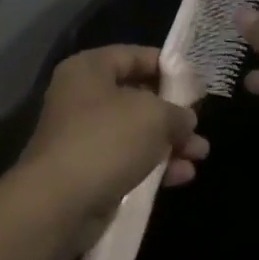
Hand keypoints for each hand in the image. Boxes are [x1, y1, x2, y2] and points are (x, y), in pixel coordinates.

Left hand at [15, 46, 208, 247]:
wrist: (58, 204)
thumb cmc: (106, 141)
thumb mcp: (154, 116)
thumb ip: (176, 112)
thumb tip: (185, 119)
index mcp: (89, 69)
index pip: (133, 56)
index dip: (167, 67)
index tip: (196, 83)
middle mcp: (82, 97)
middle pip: (136, 96)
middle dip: (172, 112)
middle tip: (199, 125)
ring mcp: (83, 136)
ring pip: (135, 132)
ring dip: (169, 142)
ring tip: (200, 154)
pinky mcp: (88, 172)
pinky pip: (127, 160)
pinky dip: (154, 165)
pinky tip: (183, 176)